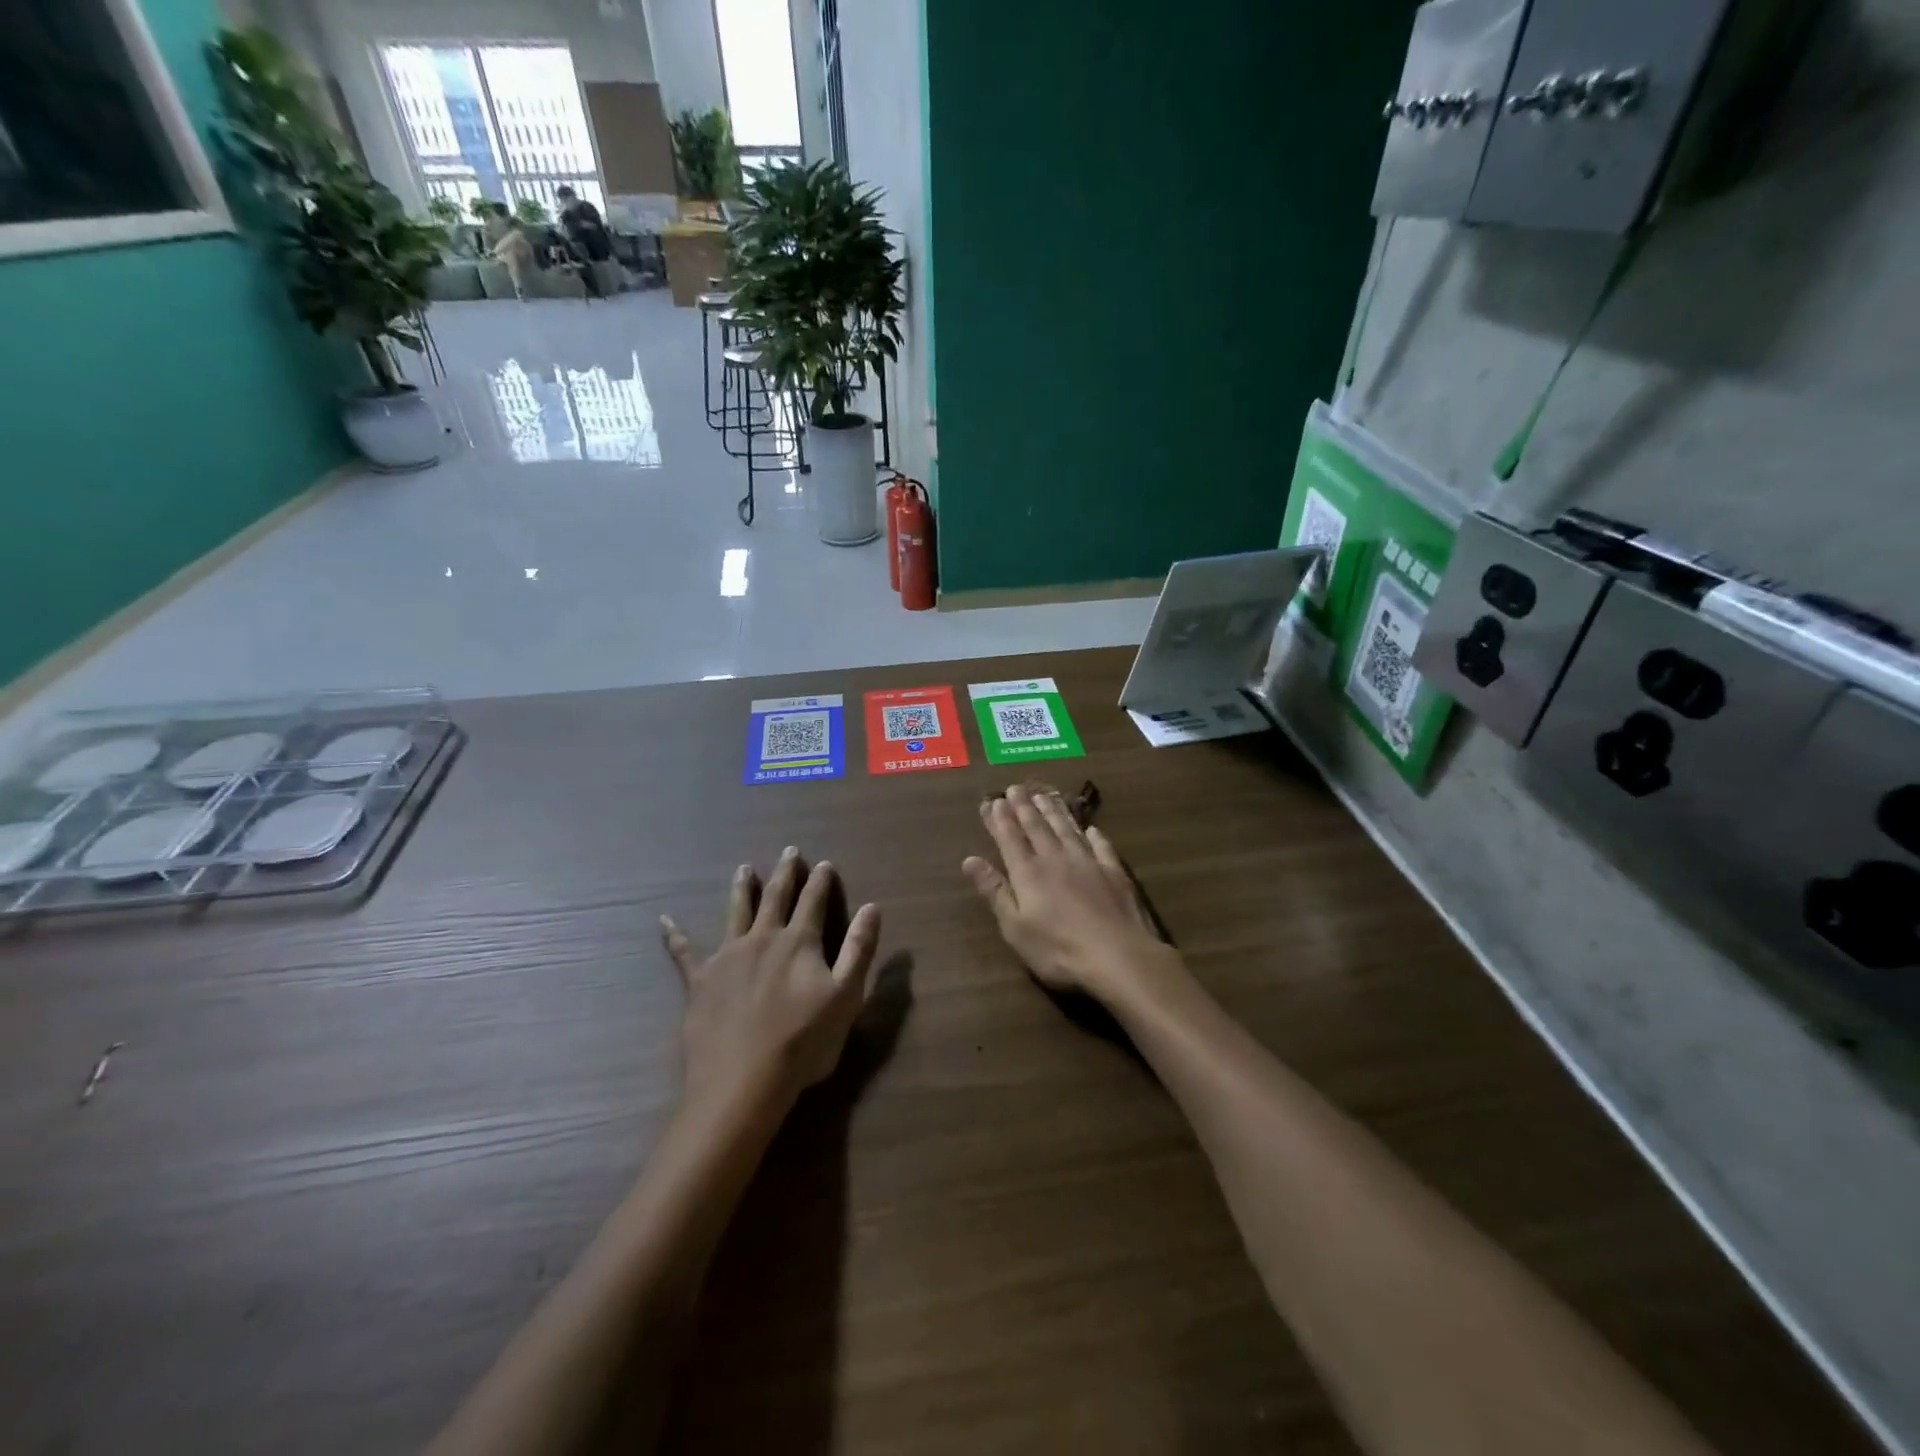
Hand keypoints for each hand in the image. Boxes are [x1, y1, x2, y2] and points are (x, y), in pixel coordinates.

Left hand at [660, 848, 881, 1118]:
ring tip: (744, 868)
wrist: (743, 1082)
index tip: (824, 863)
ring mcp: (727, 957)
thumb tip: (873, 907)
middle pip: (775, 897)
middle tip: (789, 850)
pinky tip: (664, 920)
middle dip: (785, 873)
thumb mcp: (846, 997)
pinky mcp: (699, 981)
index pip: (813, 901)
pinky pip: (684, 952)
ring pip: (736, 912)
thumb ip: (859, 949)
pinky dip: (675, 935)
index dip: (820, 881)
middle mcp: (762, 939)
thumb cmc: (803, 1042)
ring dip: (742, 888)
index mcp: (799, 942)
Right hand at [962, 783, 1177, 1005]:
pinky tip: (1091, 828)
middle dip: (1024, 807)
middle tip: (1016, 788)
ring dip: (1054, 811)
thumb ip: (994, 891)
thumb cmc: (1058, 949)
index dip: (1000, 819)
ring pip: (1067, 829)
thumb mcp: (1015, 927)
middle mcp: (1056, 859)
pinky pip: (1101, 846)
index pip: (1010, 839)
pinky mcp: (1114, 872)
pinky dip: (1094, 835)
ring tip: (1045, 795)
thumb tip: (969, 860)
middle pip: (1037, 827)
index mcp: (1028, 873)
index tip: (992, 801)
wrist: (1117, 955)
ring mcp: (1088, 863)